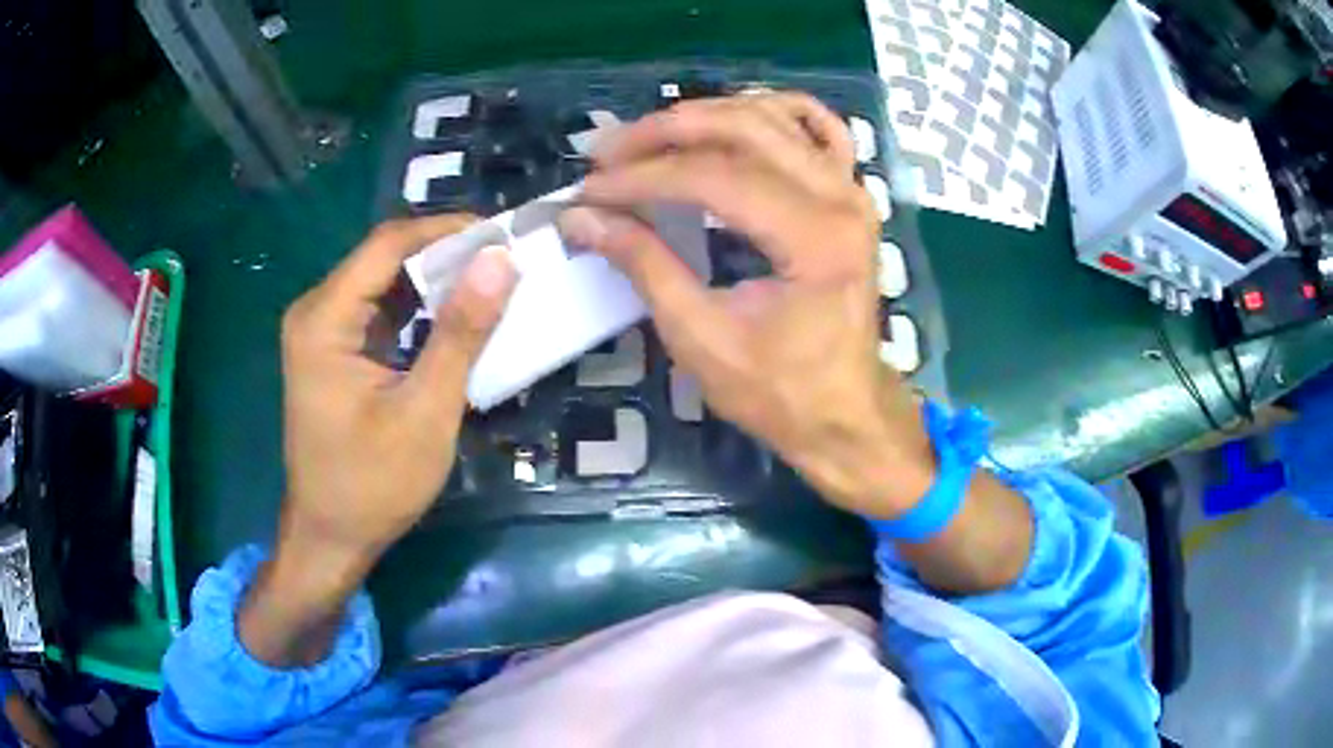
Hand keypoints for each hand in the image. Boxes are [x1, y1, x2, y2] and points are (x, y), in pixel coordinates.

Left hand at [281, 216, 515, 562]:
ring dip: (435, 283)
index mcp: (325, 319)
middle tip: (506, 264)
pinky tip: (455, 321)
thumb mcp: (425, 411)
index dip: (447, 230)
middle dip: (445, 255)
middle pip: (384, 258)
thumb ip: (460, 332)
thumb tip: (500, 260)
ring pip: (384, 283)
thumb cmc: (372, 485)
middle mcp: (316, 312)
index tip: (503, 236)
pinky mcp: (334, 352)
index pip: (388, 244)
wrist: (331, 538)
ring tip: (492, 286)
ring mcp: (322, 332)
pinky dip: (418, 312)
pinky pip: (380, 313)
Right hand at [560, 94, 933, 517]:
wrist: (845, 413)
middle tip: (607, 152)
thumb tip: (581, 218)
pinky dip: (773, 113)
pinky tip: (735, 119)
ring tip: (650, 139)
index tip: (587, 191)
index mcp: (814, 240)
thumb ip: (643, 265)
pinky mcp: (850, 195)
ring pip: (774, 116)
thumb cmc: (780, 392)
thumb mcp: (701, 337)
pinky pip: (818, 129)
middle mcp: (841, 198)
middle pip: (743, 129)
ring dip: (706, 116)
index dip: (641, 178)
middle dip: (664, 132)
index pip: (713, 178)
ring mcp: (852, 190)